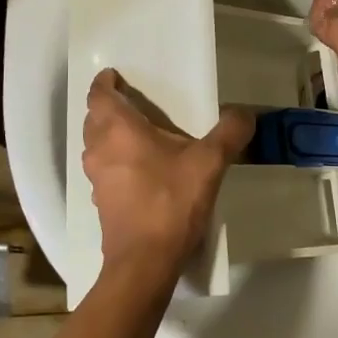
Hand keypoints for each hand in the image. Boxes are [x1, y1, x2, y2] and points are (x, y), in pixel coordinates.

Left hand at [82, 69, 252, 292]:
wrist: (145, 262)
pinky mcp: (102, 204)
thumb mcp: (209, 163)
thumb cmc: (170, 202)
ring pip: (96, 146)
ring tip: (139, 134)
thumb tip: (244, 113)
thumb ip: (229, 132)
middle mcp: (100, 150)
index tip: (115, 74)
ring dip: (110, 136)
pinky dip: (116, 162)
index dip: (105, 81)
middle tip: (133, 102)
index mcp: (118, 130)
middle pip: (94, 119)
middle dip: (108, 107)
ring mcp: (97, 179)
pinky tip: (142, 171)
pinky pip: (105, 171)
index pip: (99, 95)